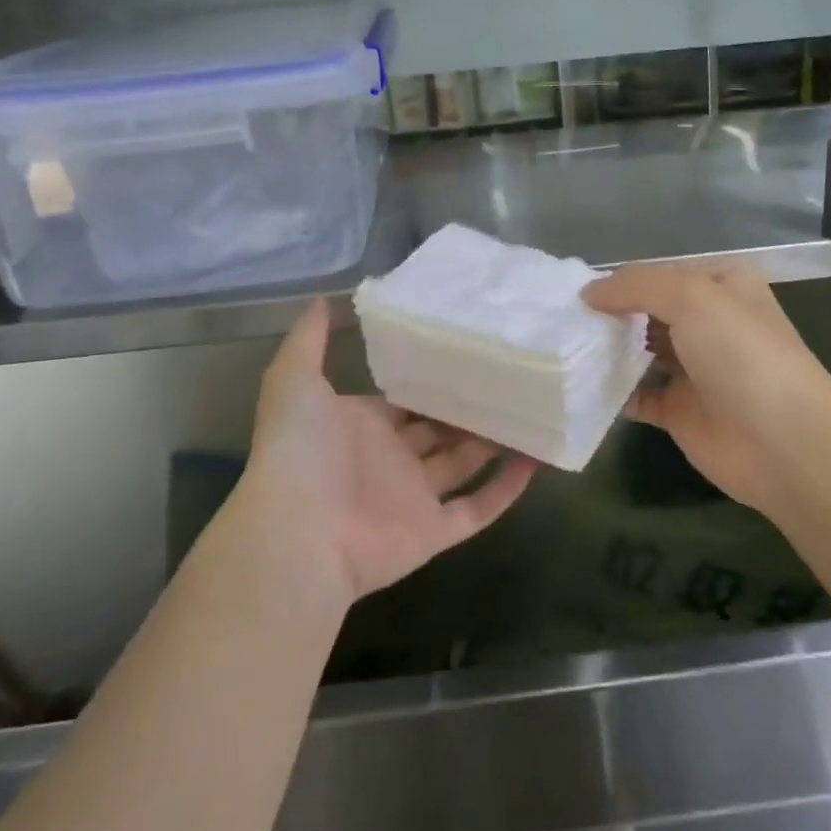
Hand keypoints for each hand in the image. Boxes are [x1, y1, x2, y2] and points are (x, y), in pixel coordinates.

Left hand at [239, 298, 536, 602]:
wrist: (297, 533)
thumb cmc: (299, 450)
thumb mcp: (293, 379)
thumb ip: (309, 339)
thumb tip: (323, 298)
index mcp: (362, 426)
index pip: (405, 399)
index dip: (432, 378)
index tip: (468, 351)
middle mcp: (391, 459)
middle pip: (440, 429)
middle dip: (469, 406)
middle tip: (510, 374)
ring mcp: (413, 498)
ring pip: (465, 464)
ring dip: (495, 441)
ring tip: (533, 408)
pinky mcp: (434, 532)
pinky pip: (478, 509)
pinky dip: (507, 489)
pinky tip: (537, 459)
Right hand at [584, 261, 830, 511]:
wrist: (784, 443)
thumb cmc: (742, 354)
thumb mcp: (691, 296)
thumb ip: (636, 285)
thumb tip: (588, 291)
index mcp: (721, 286)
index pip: (660, 273)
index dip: (620, 279)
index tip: (573, 289)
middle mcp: (708, 323)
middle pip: (647, 311)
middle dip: (610, 314)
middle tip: (561, 319)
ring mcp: (694, 368)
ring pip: (640, 351)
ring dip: (607, 350)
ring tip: (563, 347)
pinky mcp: (681, 410)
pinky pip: (637, 394)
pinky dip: (612, 391)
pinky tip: (581, 384)